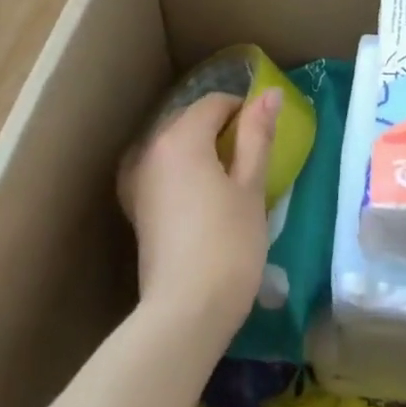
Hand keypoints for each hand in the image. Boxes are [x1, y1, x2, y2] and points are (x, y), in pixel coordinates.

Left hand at [119, 89, 277, 339]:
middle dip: (220, 129)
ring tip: (228, 180)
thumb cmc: (228, 244)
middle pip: (189, 120)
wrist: (185, 313)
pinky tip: (200, 197)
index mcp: (181, 137)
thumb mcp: (251, 187)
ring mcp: (137, 179)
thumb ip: (257, 135)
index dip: (244, 112)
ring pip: (173, 145)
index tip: (264, 138)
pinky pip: (161, 170)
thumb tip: (270, 93)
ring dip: (200, 150)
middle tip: (250, 160)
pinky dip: (182, 171)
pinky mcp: (136, 207)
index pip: (214, 103)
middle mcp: (151, 149)